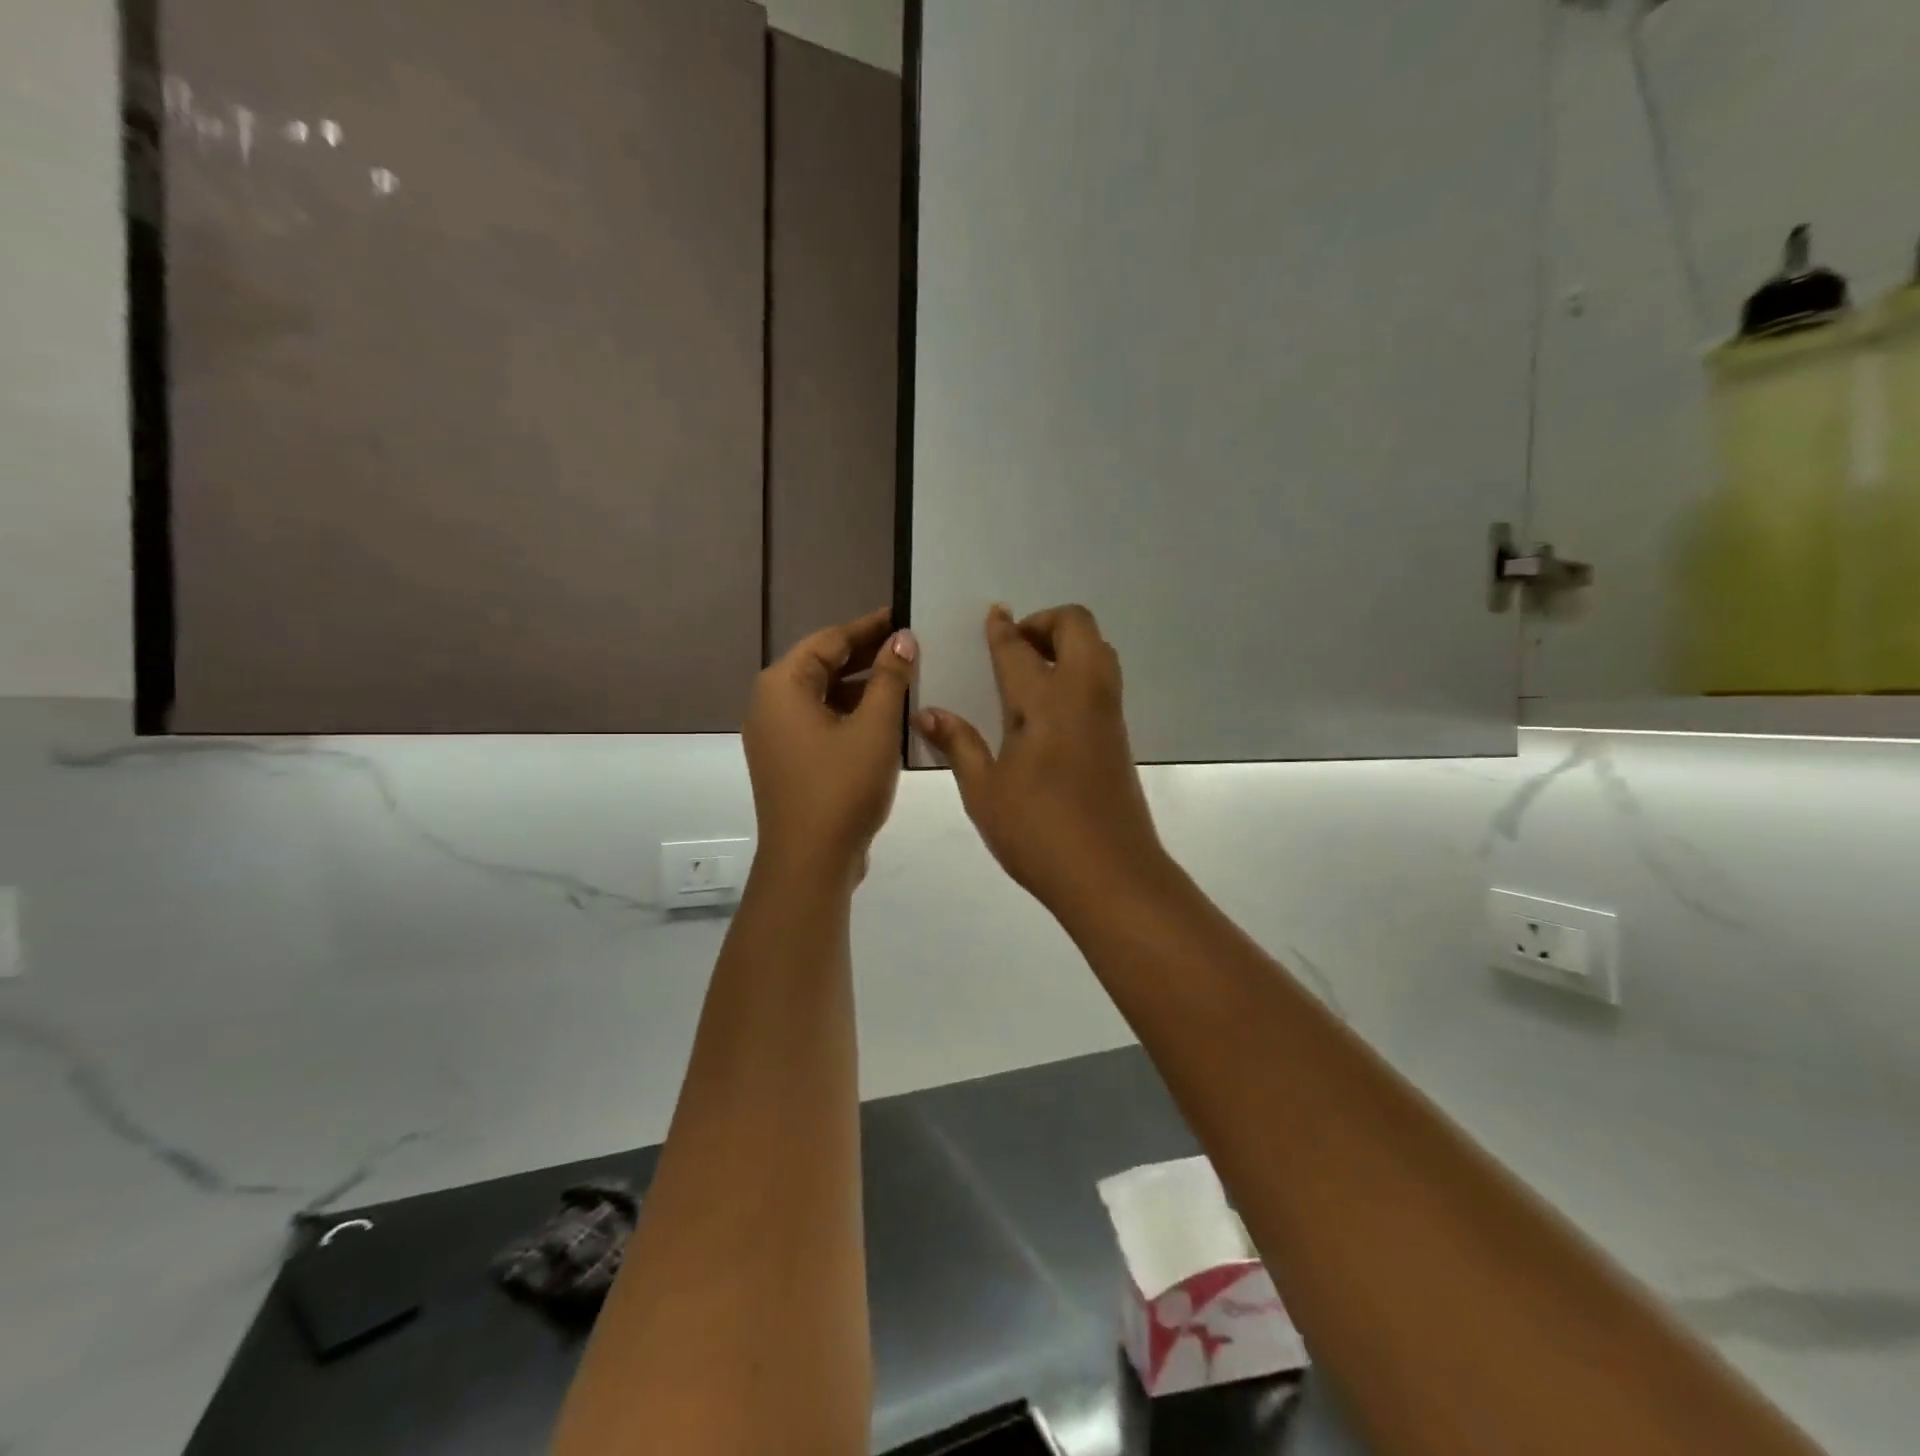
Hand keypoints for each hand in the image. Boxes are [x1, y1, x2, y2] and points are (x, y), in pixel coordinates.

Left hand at [745, 608, 917, 884]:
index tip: (903, 616)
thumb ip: (889, 678)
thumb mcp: (875, 728)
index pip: (830, 640)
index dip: (869, 627)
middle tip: (911, 646)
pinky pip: (821, 723)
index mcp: (783, 686)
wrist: (810, 862)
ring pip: (823, 697)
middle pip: (823, 666)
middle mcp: (770, 704)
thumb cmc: (842, 787)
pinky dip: (851, 714)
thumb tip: (902, 638)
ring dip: (862, 687)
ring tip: (906, 680)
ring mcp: (776, 736)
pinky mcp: (788, 761)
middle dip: (867, 656)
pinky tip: (887, 717)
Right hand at [913, 604, 1170, 916]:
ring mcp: (1108, 714)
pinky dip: (1081, 670)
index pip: (1019, 650)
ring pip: (1099, 650)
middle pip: (1077, 627)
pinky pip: (1104, 681)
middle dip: (1046, 622)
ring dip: (1069, 643)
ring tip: (1033, 672)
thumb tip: (928, 713)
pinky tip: (1052, 707)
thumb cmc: (1038, 833)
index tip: (995, 614)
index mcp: (1044, 702)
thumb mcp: (985, 792)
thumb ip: (959, 745)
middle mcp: (1082, 695)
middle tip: (1016, 647)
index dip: (1003, 629)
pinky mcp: (1119, 736)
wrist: (1111, 874)